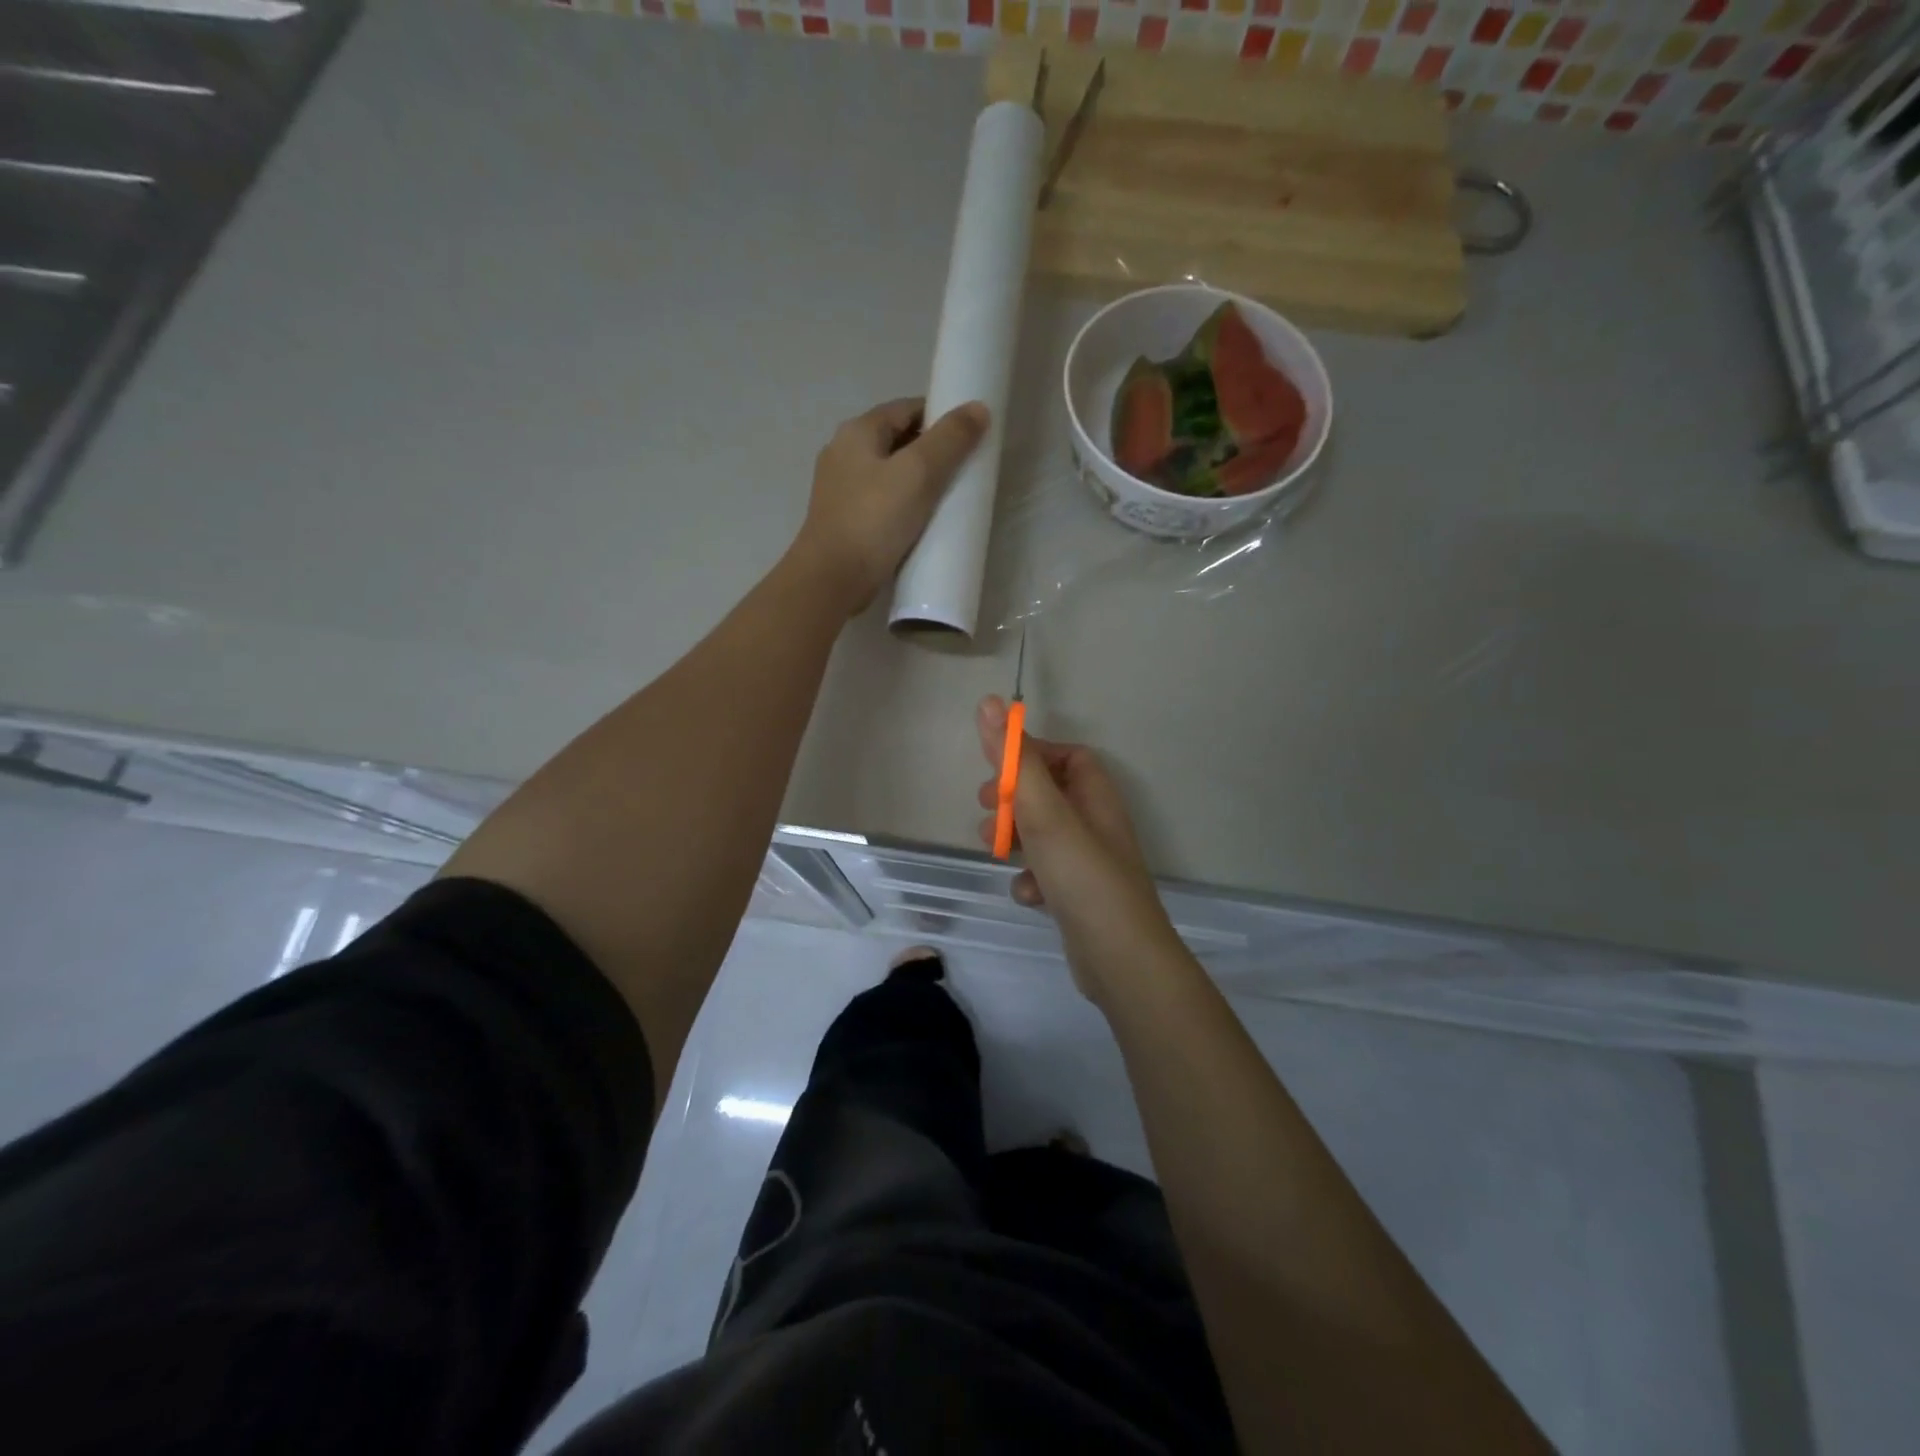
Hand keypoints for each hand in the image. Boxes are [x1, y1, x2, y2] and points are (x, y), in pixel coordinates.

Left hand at [791, 397, 989, 613]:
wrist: (831, 580)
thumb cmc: (874, 520)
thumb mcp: (918, 473)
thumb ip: (950, 439)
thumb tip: (978, 407)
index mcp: (857, 432)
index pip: (906, 409)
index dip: (940, 416)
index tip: (970, 437)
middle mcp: (843, 454)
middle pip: (896, 440)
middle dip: (931, 450)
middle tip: (964, 470)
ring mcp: (840, 490)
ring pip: (889, 474)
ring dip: (917, 481)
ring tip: (948, 498)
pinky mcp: (844, 521)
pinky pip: (881, 503)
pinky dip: (903, 506)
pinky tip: (921, 523)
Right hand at [974, 695, 1182, 1003]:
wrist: (1120, 960)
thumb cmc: (1083, 875)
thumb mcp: (1044, 812)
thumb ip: (1015, 760)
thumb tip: (990, 702)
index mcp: (1096, 796)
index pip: (1069, 756)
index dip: (1033, 755)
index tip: (1000, 769)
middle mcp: (1096, 824)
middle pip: (1050, 795)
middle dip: (1014, 799)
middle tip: (987, 808)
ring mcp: (1089, 862)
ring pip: (1044, 836)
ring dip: (1016, 838)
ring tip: (994, 849)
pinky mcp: (1079, 897)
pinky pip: (1048, 874)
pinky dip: (1031, 878)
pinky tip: (1026, 894)